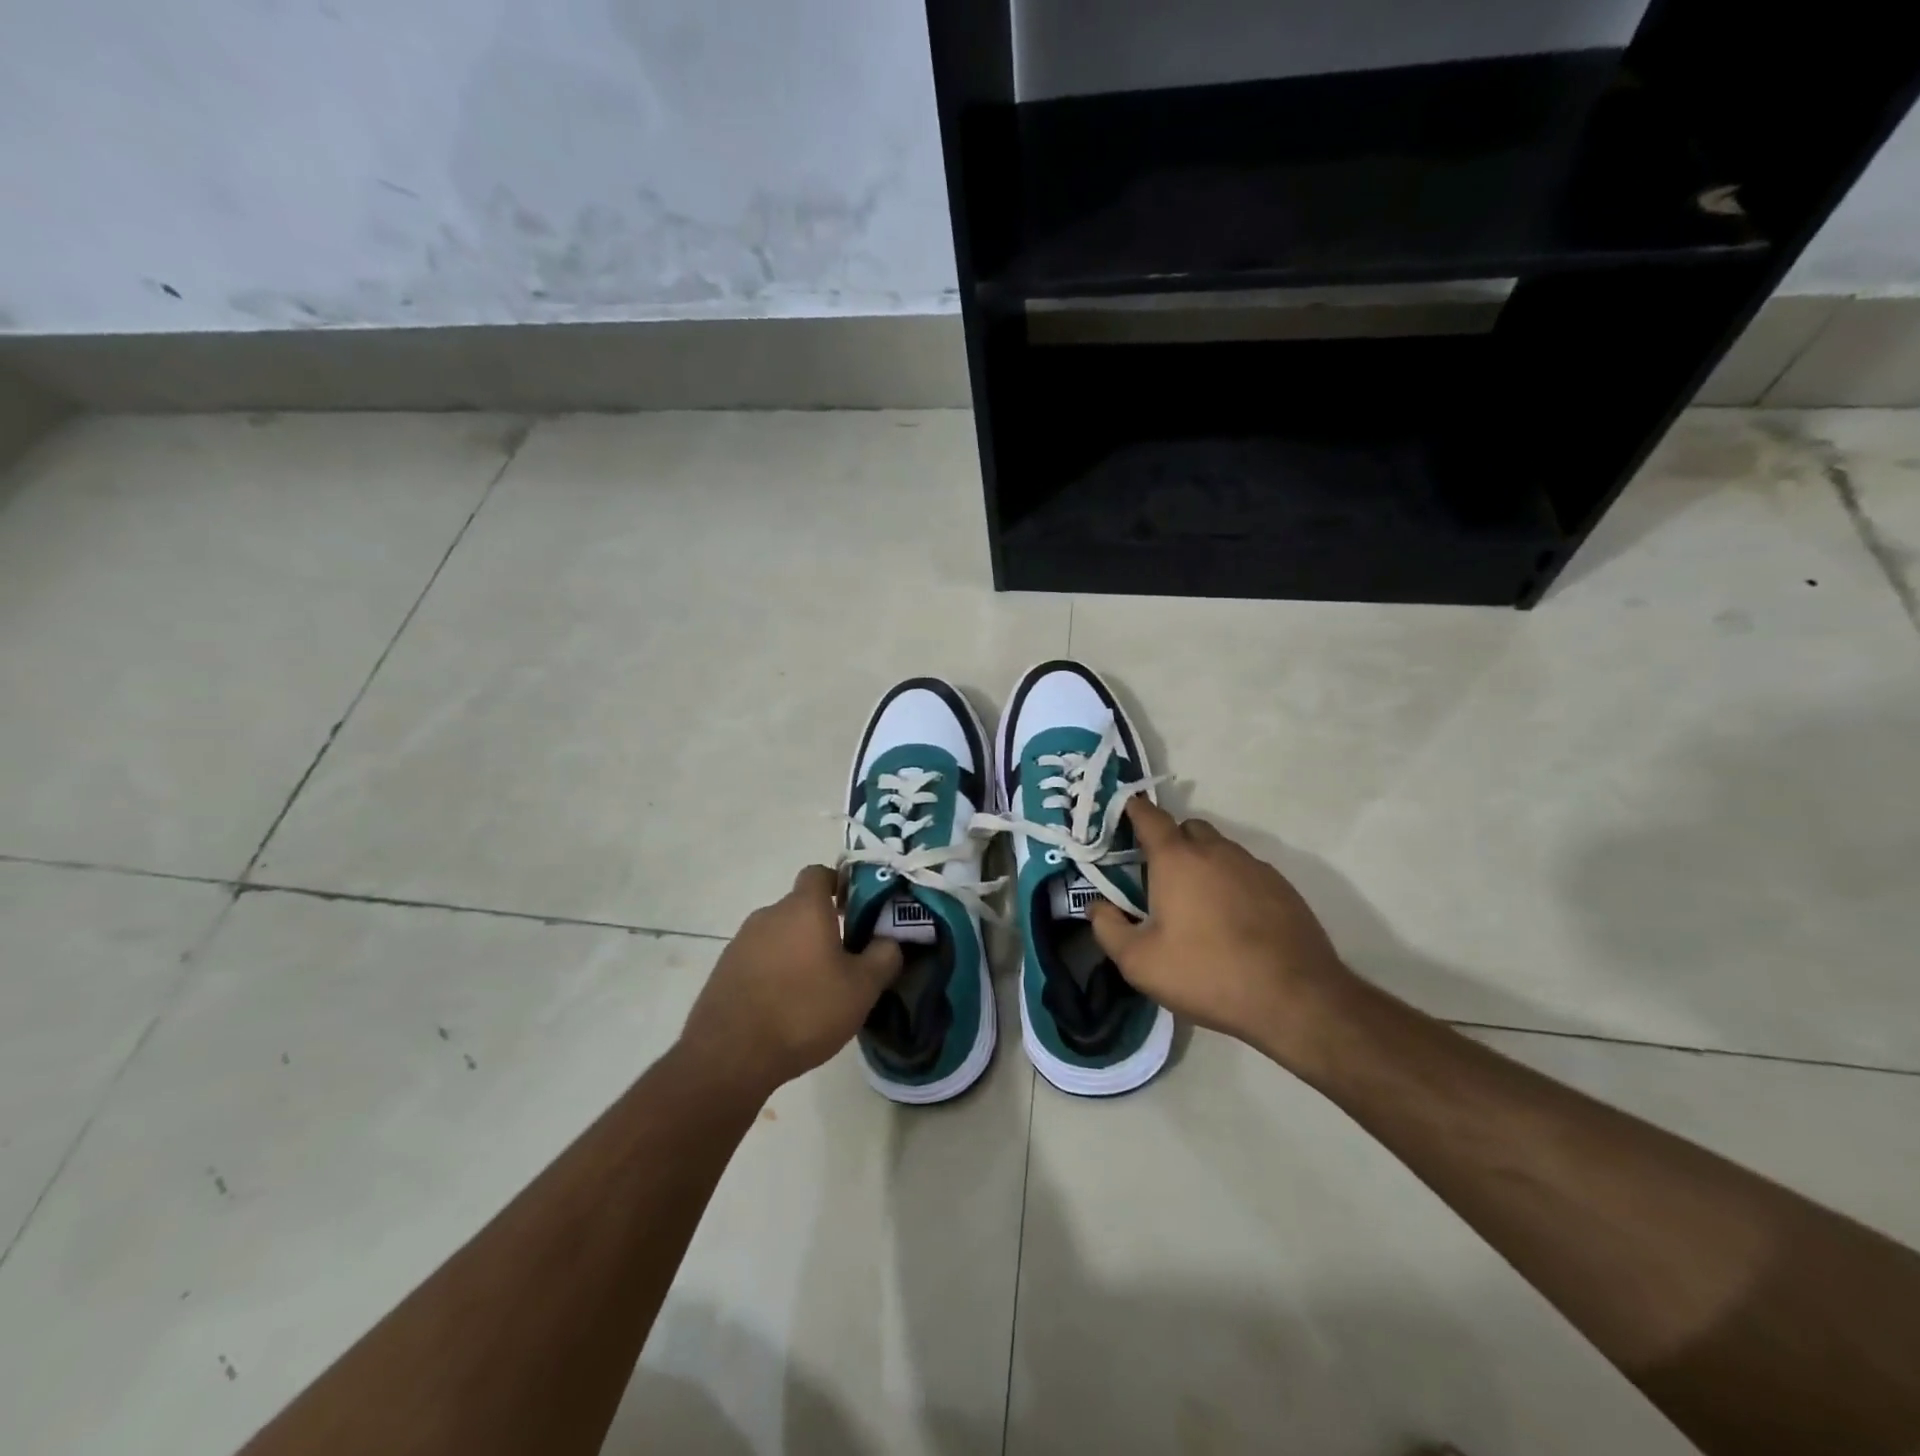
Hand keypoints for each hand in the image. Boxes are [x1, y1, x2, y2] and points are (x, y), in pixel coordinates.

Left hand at [678, 866, 902, 1100]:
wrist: (730, 1056)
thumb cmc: (804, 1011)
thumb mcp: (862, 989)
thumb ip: (883, 957)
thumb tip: (889, 940)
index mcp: (804, 908)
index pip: (819, 873)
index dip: (838, 884)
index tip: (855, 908)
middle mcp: (769, 915)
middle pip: (800, 908)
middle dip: (822, 927)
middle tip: (844, 960)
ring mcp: (741, 942)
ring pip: (779, 936)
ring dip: (797, 952)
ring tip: (815, 989)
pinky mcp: (724, 971)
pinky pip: (758, 960)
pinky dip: (774, 973)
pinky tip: (785, 1007)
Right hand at [1087, 799, 1353, 1065]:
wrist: (1295, 998)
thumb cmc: (1207, 973)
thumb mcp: (1140, 963)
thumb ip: (1108, 929)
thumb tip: (1096, 906)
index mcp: (1177, 859)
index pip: (1150, 817)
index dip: (1133, 811)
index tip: (1123, 814)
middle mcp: (1216, 851)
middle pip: (1187, 829)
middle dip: (1170, 842)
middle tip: (1158, 877)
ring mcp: (1254, 866)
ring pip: (1219, 850)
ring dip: (1203, 864)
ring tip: (1197, 905)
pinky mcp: (1282, 888)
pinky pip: (1246, 872)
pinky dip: (1232, 883)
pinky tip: (1232, 921)